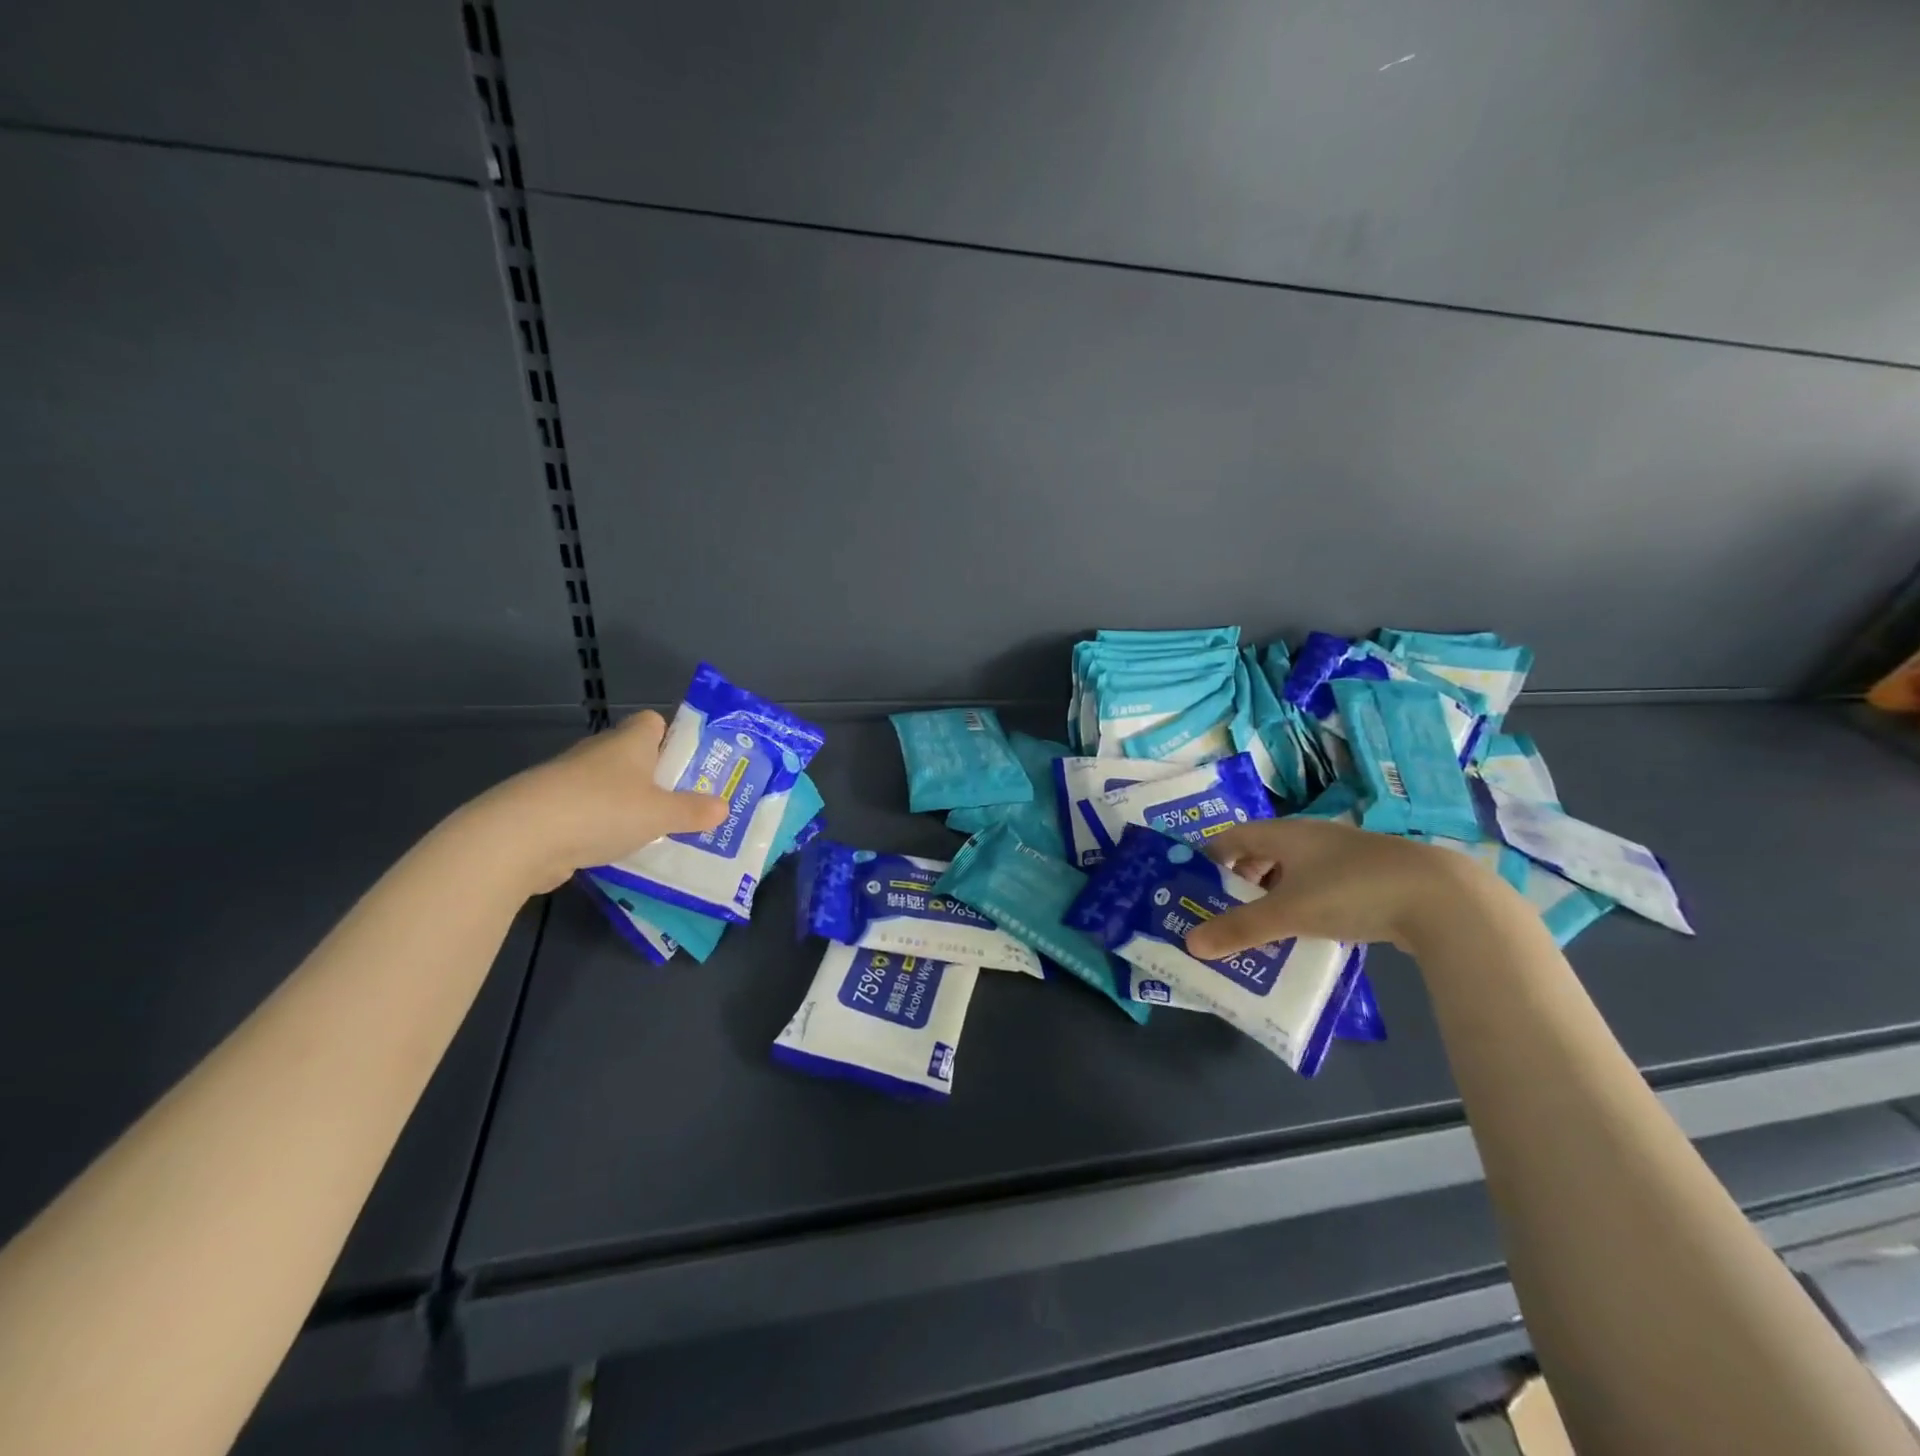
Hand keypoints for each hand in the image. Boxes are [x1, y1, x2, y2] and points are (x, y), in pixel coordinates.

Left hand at [473, 711, 728, 891]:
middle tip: (684, 804)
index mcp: (629, 741)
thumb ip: (693, 811)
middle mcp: (598, 753)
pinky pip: (587, 813)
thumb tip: (723, 807)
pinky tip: (616, 851)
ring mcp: (569, 780)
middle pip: (633, 756)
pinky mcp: (548, 810)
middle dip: (656, 777)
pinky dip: (601, 828)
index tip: (689, 765)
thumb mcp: (660, 814)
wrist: (519, 838)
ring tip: (655, 832)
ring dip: (628, 805)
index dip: (672, 738)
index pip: (654, 722)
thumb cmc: (602, 811)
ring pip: (609, 787)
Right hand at [1184, 818, 1502, 958]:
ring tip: (1260, 925)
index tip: (1194, 884)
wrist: (1440, 898)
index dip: (1210, 857)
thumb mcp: (1288, 913)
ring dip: (1272, 894)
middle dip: (1240, 879)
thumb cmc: (1350, 891)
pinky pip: (1320, 886)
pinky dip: (1303, 904)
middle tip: (1223, 909)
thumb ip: (1239, 929)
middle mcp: (1311, 837)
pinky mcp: (1370, 877)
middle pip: (1262, 852)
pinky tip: (1306, 931)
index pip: (1234, 836)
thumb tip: (1191, 943)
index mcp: (1286, 834)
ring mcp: (1344, 856)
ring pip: (1294, 870)